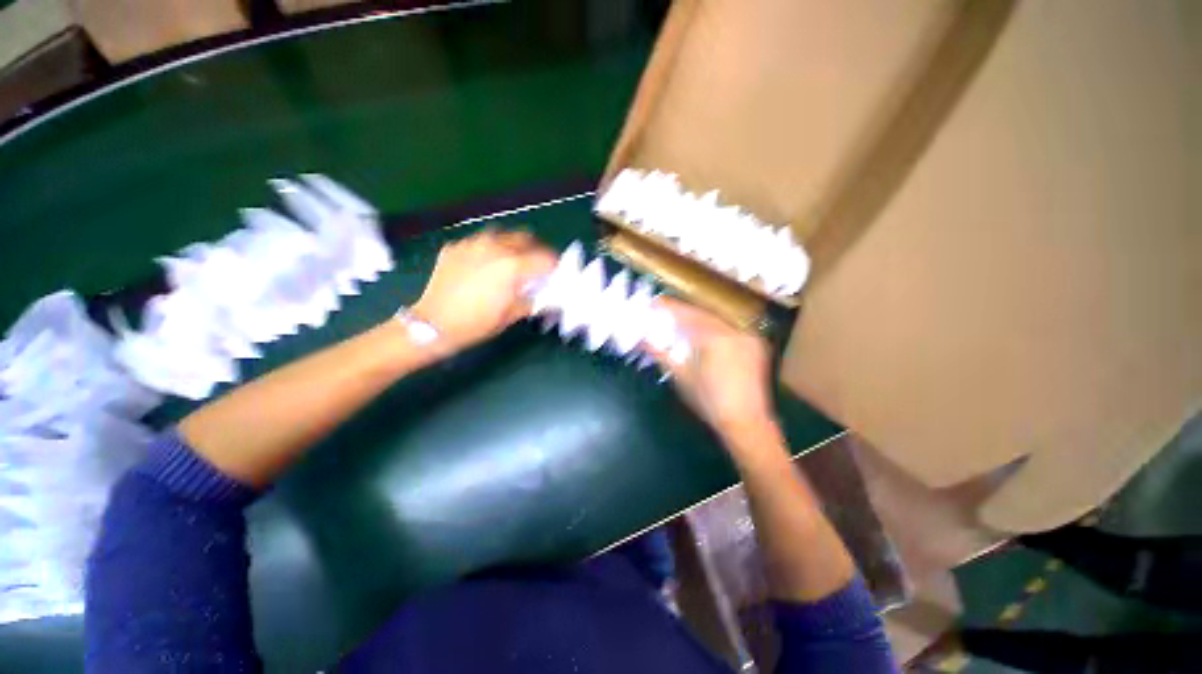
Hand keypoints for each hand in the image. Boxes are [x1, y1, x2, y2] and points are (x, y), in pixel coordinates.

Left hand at [411, 229, 556, 351]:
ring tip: (511, 261)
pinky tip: (484, 265)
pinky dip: (489, 249)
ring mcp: (472, 244)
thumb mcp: (512, 315)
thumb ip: (533, 300)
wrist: (433, 324)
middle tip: (536, 265)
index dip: (555, 265)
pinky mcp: (455, 247)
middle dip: (536, 250)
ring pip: (502, 234)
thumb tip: (546, 296)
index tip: (555, 273)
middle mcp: (495, 247)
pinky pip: (479, 241)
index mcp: (513, 266)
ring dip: (512, 245)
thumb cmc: (477, 323)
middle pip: (526, 237)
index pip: (545, 258)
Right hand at [644, 297, 776, 442]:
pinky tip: (704, 333)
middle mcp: (733, 330)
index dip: (668, 307)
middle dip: (682, 311)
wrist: (746, 423)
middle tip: (665, 312)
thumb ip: (661, 354)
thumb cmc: (709, 401)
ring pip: (717, 318)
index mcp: (714, 337)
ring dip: (698, 318)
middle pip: (701, 313)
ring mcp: (747, 336)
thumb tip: (641, 340)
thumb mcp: (681, 377)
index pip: (686, 314)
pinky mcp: (754, 344)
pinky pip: (729, 327)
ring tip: (682, 321)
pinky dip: (713, 326)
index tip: (654, 303)